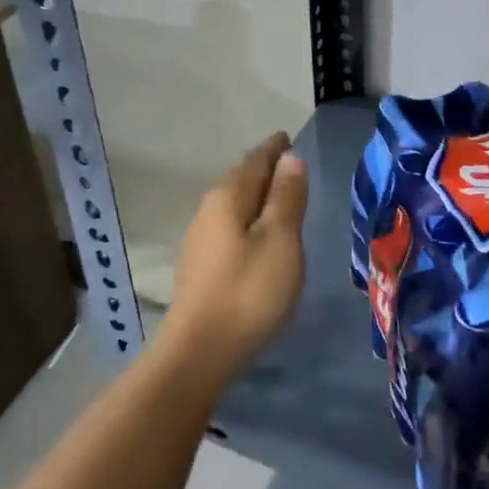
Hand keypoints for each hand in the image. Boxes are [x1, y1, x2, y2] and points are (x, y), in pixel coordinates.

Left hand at [159, 133, 307, 388]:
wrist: (200, 350)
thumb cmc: (249, 290)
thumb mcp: (280, 240)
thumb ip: (286, 197)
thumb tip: (289, 157)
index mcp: (229, 196)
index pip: (255, 160)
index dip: (274, 148)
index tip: (287, 138)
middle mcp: (208, 209)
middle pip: (239, 179)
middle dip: (262, 168)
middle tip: (286, 164)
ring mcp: (199, 238)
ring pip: (231, 203)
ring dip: (253, 195)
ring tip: (275, 197)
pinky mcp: (198, 265)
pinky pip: (226, 226)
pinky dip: (245, 219)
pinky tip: (254, 235)